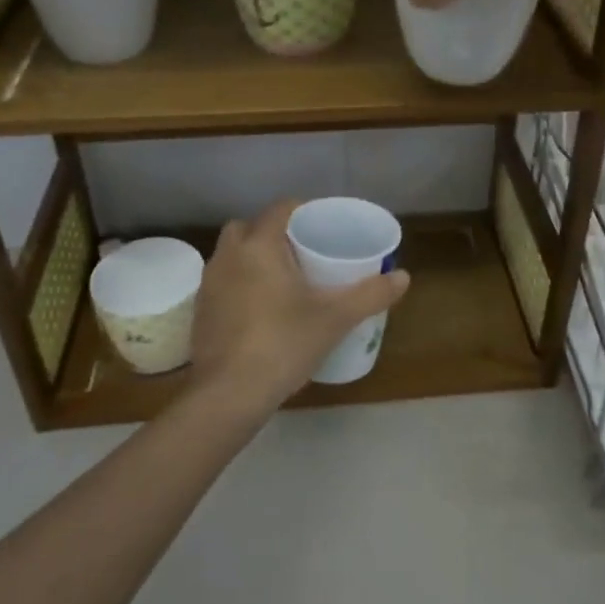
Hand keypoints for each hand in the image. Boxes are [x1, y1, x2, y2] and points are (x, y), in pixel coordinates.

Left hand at [186, 200, 409, 414]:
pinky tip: (262, 310)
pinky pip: (224, 282)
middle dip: (274, 234)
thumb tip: (404, 276)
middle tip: (303, 253)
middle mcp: (228, 255)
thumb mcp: (335, 319)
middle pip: (250, 227)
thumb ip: (370, 294)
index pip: (281, 208)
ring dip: (254, 259)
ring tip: (285, 281)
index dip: (304, 211)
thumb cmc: (282, 344)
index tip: (324, 226)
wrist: (227, 395)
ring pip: (233, 255)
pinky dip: (241, 285)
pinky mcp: (200, 311)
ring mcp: (209, 284)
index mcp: (258, 245)